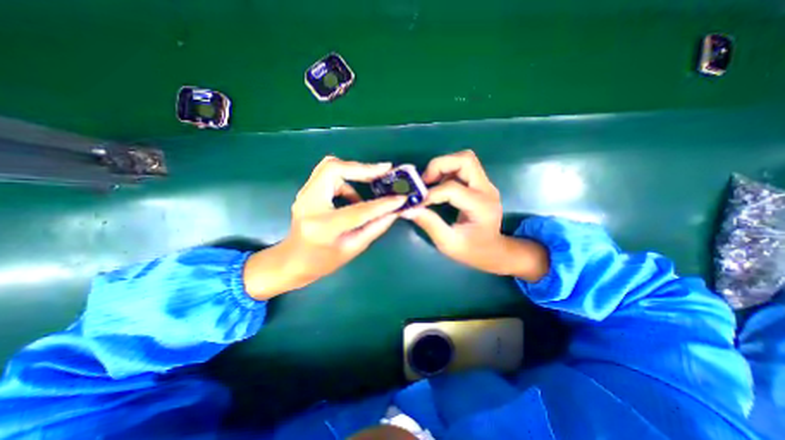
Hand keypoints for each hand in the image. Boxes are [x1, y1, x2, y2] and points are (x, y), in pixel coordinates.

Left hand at [244, 157, 404, 300]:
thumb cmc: (322, 262)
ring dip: (355, 172)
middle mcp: (309, 204)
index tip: (401, 197)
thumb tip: (394, 211)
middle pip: (334, 168)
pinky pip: (329, 175)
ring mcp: (305, 194)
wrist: (291, 261)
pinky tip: (354, 197)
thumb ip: (375, 227)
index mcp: (323, 226)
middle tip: (385, 171)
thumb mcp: (353, 248)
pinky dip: (347, 181)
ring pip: (331, 166)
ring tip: (372, 185)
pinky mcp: (307, 191)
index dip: (382, 204)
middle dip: (362, 168)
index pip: (358, 210)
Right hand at [402, 152, 546, 280]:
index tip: (417, 203)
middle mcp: (486, 190)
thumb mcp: (448, 243)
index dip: (430, 193)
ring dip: (444, 166)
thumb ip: (429, 224)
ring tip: (430, 182)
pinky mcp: (480, 185)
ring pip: (465, 159)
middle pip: (465, 160)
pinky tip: (438, 185)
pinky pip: (463, 167)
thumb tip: (408, 209)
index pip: (452, 189)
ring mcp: (485, 185)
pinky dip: (447, 171)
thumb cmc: (472, 251)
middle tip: (424, 181)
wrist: (494, 251)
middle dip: (440, 165)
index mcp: (481, 206)